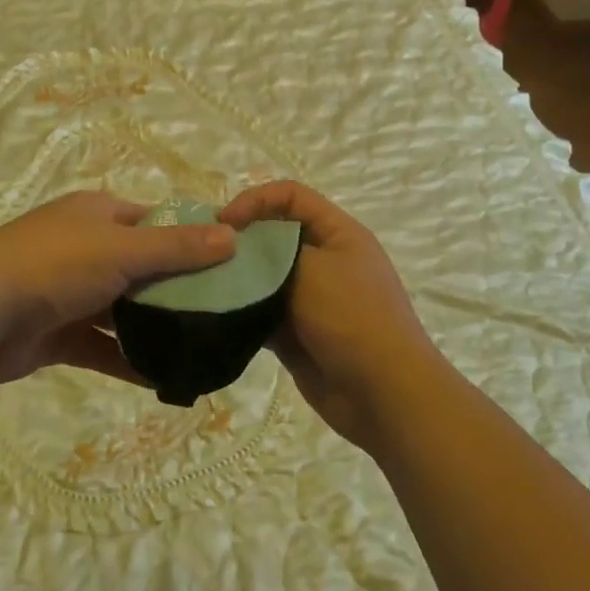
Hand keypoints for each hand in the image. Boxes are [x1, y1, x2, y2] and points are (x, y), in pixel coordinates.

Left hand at [0, 191, 234, 384]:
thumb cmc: (55, 265)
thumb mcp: (123, 249)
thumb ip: (178, 248)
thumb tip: (233, 237)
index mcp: (98, 215)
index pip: (155, 221)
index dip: (190, 238)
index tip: (228, 263)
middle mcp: (86, 248)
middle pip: (143, 266)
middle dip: (178, 288)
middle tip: (224, 311)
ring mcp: (70, 293)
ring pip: (124, 309)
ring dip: (155, 327)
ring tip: (202, 346)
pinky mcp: (57, 334)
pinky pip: (102, 347)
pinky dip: (129, 360)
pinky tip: (166, 378)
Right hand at [219, 181, 441, 448]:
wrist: (384, 394)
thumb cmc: (352, 318)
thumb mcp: (312, 270)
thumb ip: (272, 252)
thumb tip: (240, 248)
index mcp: (338, 233)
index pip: (291, 196)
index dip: (256, 200)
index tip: (223, 223)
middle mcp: (325, 260)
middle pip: (275, 236)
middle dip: (241, 242)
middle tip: (205, 257)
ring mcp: (312, 299)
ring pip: (266, 277)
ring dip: (239, 280)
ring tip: (204, 286)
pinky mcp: (298, 333)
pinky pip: (264, 314)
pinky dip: (244, 314)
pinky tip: (217, 317)